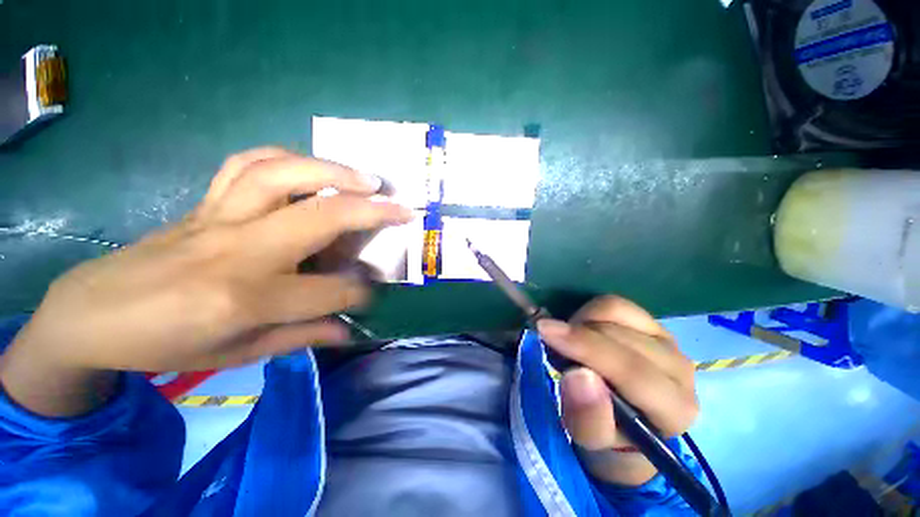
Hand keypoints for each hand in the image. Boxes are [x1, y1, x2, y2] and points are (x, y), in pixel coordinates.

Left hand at [0, 147, 412, 415]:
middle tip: (402, 208)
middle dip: (373, 213)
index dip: (361, 293)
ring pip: (284, 176)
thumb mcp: (239, 354)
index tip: (374, 292)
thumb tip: (348, 330)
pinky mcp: (206, 202)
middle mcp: (239, 250)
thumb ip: (301, 337)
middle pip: (321, 219)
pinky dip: (286, 158)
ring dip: (334, 172)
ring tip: (368, 178)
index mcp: (247, 299)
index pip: (331, 291)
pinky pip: (247, 164)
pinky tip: (310, 167)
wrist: (94, 313)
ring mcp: (220, 217)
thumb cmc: (166, 344)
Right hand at [537, 296, 697, 486]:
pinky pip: (615, 303)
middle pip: (620, 335)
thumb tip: (579, 375)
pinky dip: (590, 311)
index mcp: (675, 408)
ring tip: (572, 342)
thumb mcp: (590, 437)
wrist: (627, 421)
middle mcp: (679, 369)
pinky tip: (584, 330)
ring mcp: (667, 340)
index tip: (545, 331)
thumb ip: (588, 416)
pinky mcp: (652, 323)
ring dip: (582, 322)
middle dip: (577, 336)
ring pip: (616, 311)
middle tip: (555, 347)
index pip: (632, 370)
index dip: (585, 347)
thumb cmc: (608, 434)